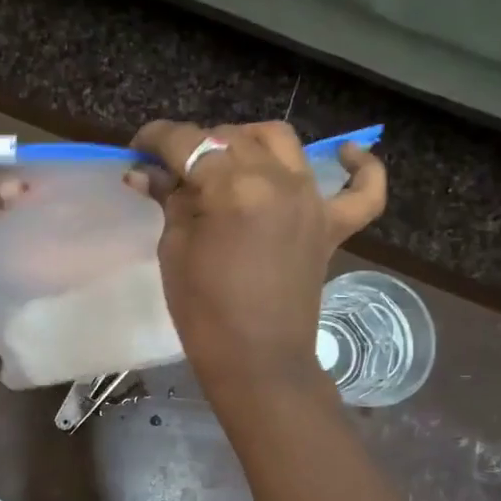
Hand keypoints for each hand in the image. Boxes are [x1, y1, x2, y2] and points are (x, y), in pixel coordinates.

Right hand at [128, 120, 386, 390]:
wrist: (256, 362)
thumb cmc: (204, 313)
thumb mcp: (174, 252)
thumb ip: (169, 201)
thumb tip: (145, 171)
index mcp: (230, 188)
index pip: (186, 143)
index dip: (154, 140)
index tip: (136, 152)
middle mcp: (277, 180)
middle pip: (230, 137)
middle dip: (195, 146)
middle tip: (172, 173)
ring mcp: (311, 201)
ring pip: (281, 142)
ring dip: (249, 141)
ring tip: (229, 161)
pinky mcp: (333, 225)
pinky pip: (363, 189)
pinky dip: (361, 167)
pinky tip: (349, 154)